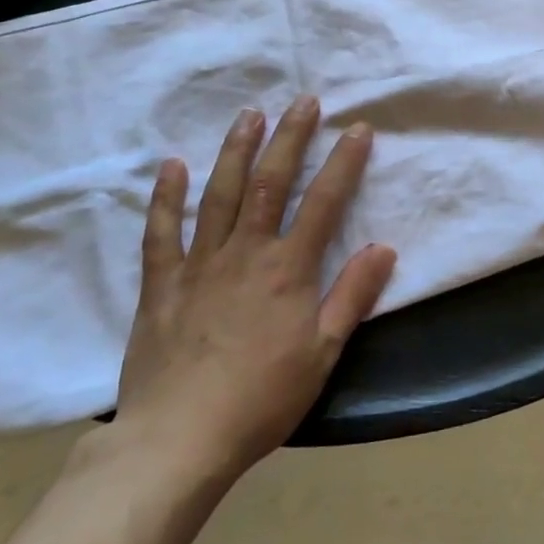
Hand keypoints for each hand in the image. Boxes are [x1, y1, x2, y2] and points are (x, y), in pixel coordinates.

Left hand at [111, 96, 396, 488]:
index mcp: (288, 269)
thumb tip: (384, 247)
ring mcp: (198, 265)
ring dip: (236, 150)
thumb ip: (353, 296)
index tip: (358, 128)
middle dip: (290, 137)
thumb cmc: (261, 399)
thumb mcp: (323, 354)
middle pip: (270, 182)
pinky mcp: (160, 285)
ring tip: (250, 114)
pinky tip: (172, 166)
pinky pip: (160, 233)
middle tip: (304, 101)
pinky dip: (165, 197)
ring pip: (219, 194)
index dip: (343, 162)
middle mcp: (245, 253)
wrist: (177, 442)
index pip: (323, 202)